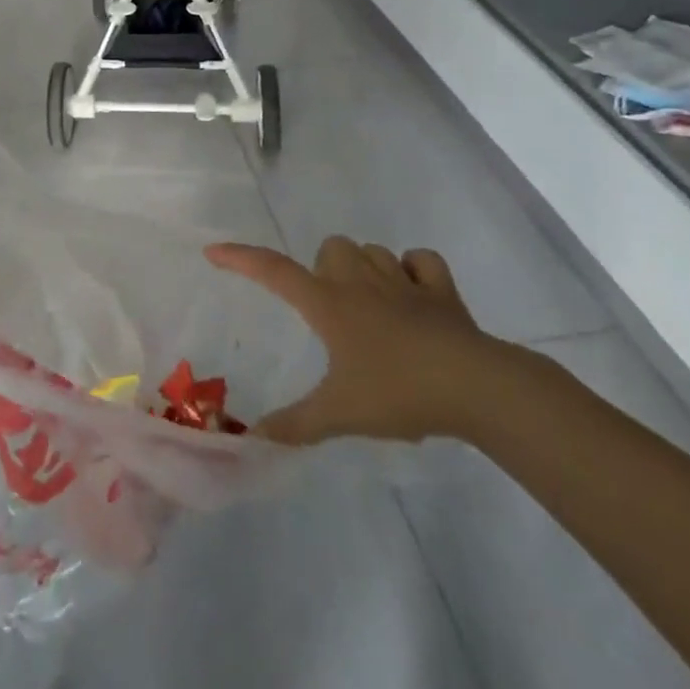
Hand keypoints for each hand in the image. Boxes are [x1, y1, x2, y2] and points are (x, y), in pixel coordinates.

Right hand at [204, 237, 507, 442]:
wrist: (476, 387)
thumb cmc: (398, 392)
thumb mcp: (340, 414)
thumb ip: (295, 425)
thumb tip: (254, 440)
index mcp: (328, 303)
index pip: (273, 271)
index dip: (240, 258)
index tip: (213, 252)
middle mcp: (360, 281)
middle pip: (330, 248)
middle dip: (324, 269)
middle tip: (329, 308)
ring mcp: (404, 282)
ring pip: (372, 250)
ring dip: (364, 267)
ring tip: (369, 303)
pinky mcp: (442, 292)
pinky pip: (422, 261)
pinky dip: (415, 270)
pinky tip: (414, 294)